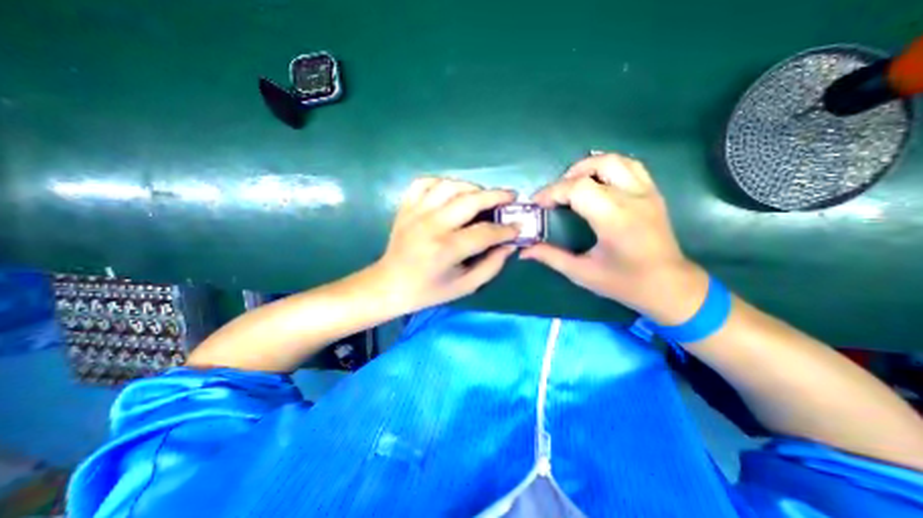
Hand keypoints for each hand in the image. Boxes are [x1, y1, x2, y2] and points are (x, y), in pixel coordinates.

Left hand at [373, 177, 517, 312]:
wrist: (389, 284)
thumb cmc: (428, 290)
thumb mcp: (464, 286)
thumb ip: (491, 266)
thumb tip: (510, 245)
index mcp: (446, 249)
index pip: (485, 232)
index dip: (506, 230)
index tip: (518, 228)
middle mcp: (431, 225)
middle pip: (470, 200)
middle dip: (496, 196)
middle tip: (510, 197)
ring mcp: (416, 212)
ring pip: (450, 185)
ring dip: (472, 187)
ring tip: (483, 196)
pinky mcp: (406, 207)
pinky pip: (425, 182)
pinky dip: (442, 183)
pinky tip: (452, 192)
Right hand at [523, 152, 708, 325]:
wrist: (669, 287)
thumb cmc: (624, 283)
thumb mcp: (582, 273)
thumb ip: (551, 257)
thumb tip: (524, 250)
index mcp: (614, 219)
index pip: (577, 188)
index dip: (552, 192)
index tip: (538, 204)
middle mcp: (633, 198)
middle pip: (596, 166)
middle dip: (567, 177)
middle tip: (555, 195)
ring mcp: (647, 192)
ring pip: (616, 160)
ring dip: (588, 167)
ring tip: (572, 185)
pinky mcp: (653, 193)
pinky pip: (630, 166)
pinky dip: (608, 168)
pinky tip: (596, 183)